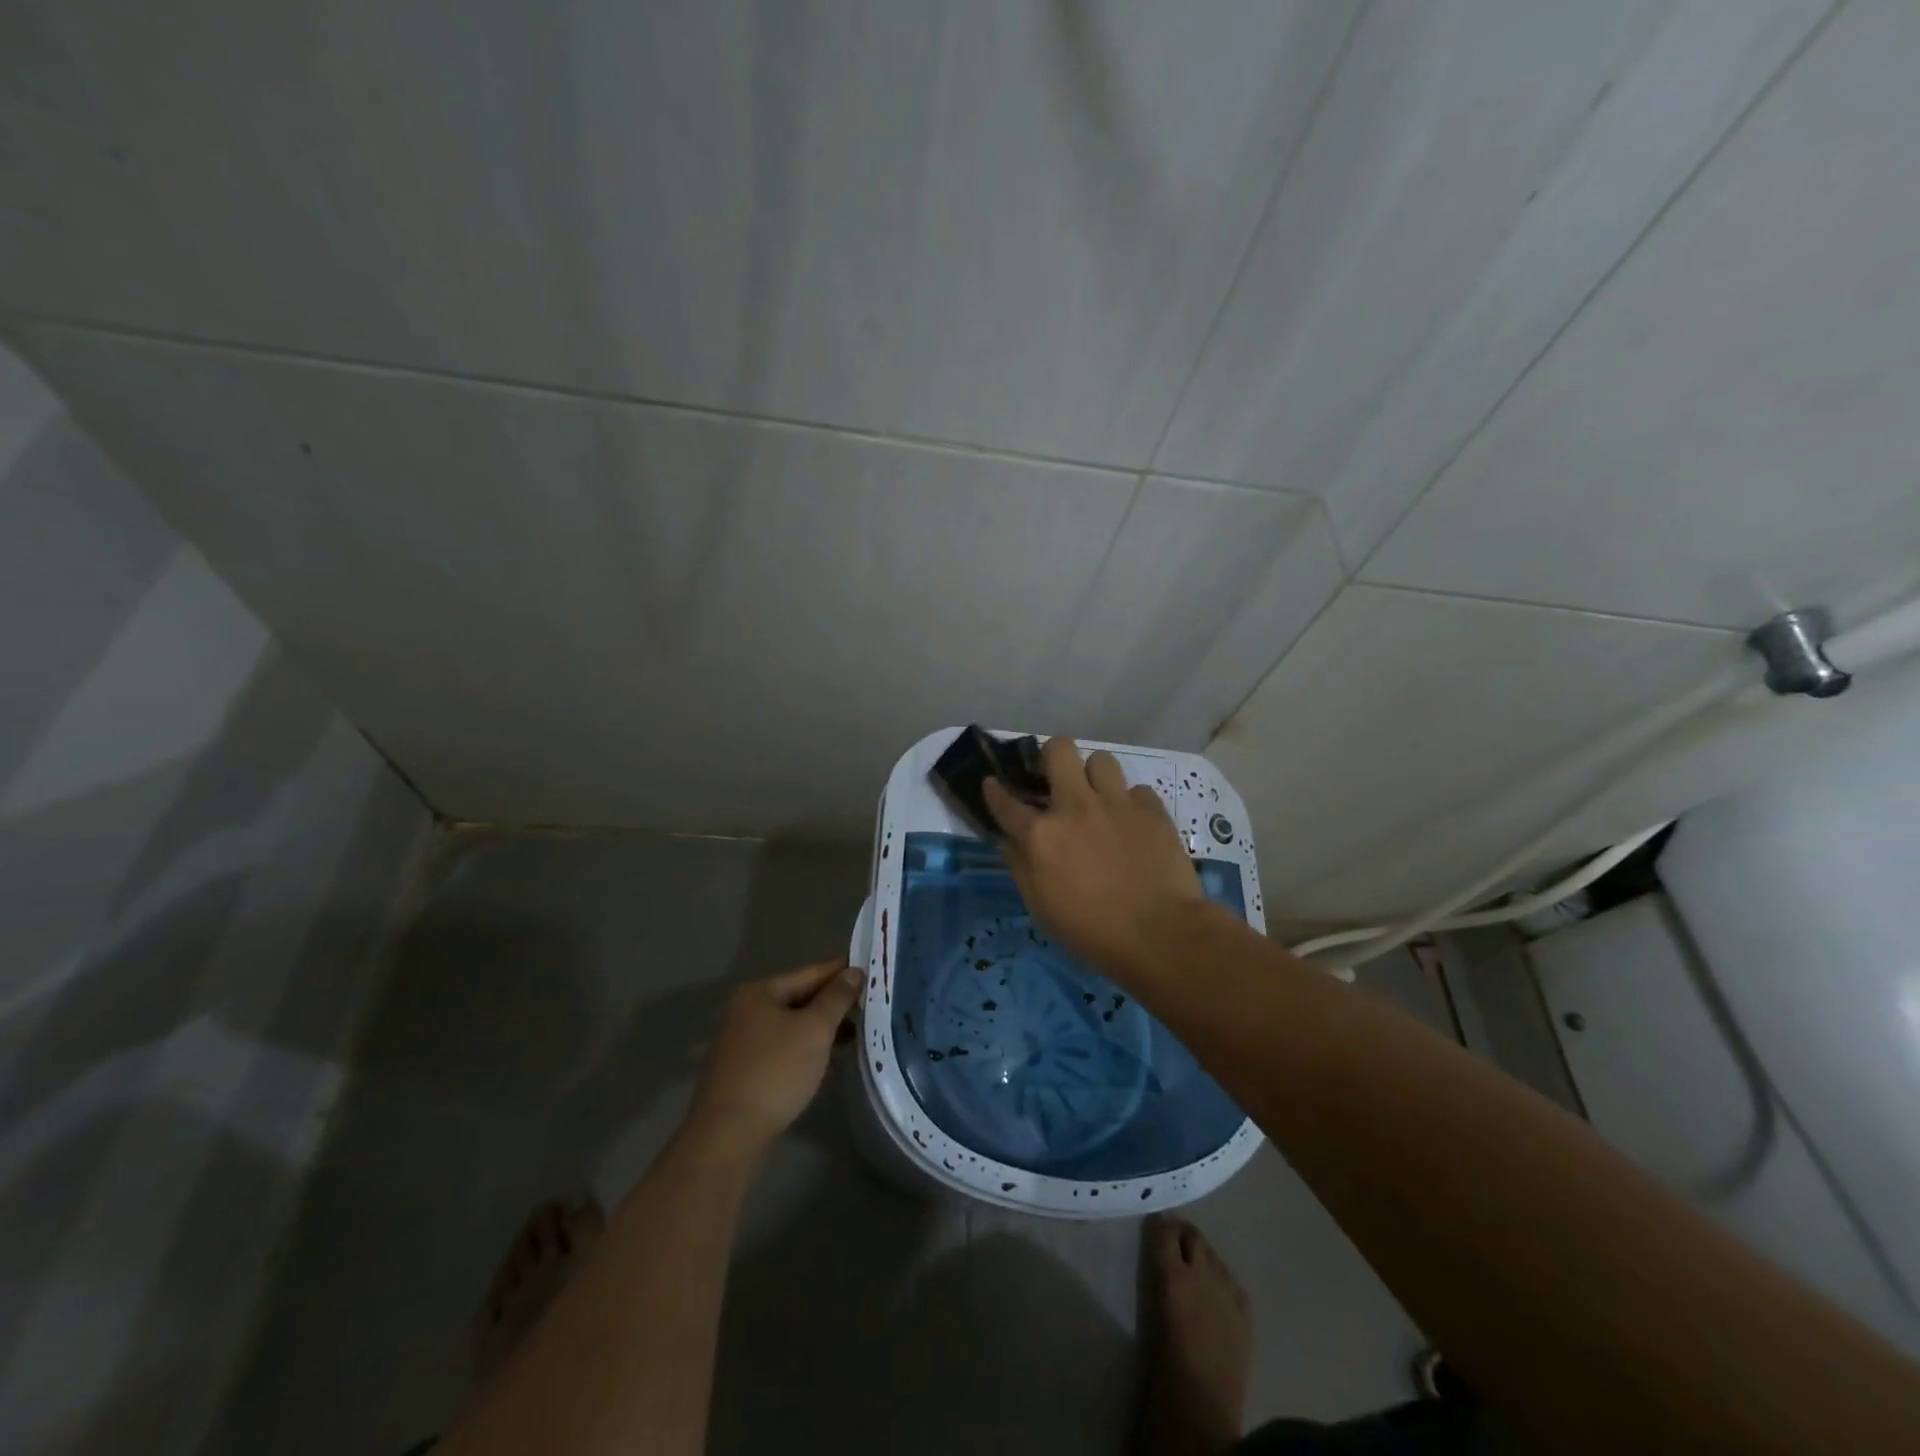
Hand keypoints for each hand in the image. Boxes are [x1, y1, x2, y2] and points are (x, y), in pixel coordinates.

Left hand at [688, 958, 863, 1154]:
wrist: (730, 1134)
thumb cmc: (776, 1071)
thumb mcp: (814, 1029)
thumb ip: (837, 997)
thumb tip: (854, 971)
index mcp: (759, 993)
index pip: (809, 973)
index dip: (841, 972)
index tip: (871, 970)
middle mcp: (747, 1012)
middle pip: (800, 999)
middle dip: (834, 1003)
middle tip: (871, 1004)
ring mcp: (745, 1043)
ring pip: (794, 1026)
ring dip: (824, 1029)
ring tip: (859, 1031)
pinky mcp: (748, 1071)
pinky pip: (786, 1049)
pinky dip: (809, 1050)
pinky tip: (832, 1061)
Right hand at [984, 737, 1205, 977]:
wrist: (1160, 935)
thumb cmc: (1092, 932)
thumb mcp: (1041, 907)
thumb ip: (1020, 866)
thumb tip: (1007, 839)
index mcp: (1041, 836)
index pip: (1006, 802)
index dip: (994, 790)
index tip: (992, 783)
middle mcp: (1075, 807)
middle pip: (1058, 750)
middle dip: (1052, 756)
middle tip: (1057, 778)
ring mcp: (1116, 803)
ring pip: (1101, 759)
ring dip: (1095, 776)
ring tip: (1100, 797)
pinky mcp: (1152, 809)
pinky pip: (1137, 790)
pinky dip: (1131, 804)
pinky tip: (1133, 824)